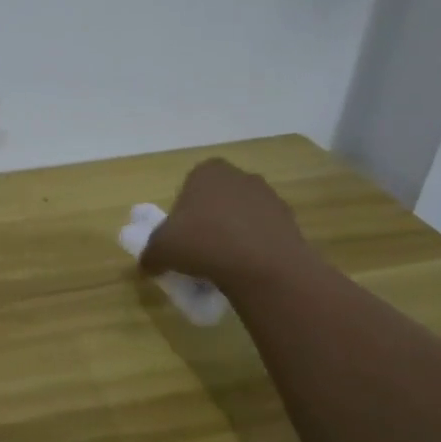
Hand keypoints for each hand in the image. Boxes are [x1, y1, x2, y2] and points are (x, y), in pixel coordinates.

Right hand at [139, 159, 316, 290]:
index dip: (181, 213)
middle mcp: (241, 177)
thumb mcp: (160, 250)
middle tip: (198, 250)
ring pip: (241, 217)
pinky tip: (245, 269)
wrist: (264, 267)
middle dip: (208, 221)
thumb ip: (150, 253)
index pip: (188, 187)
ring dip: (232, 235)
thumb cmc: (203, 243)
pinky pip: (263, 234)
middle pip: (216, 200)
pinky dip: (253, 248)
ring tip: (222, 265)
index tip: (179, 237)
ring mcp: (270, 198)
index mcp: (207, 172)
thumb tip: (149, 264)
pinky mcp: (291, 222)